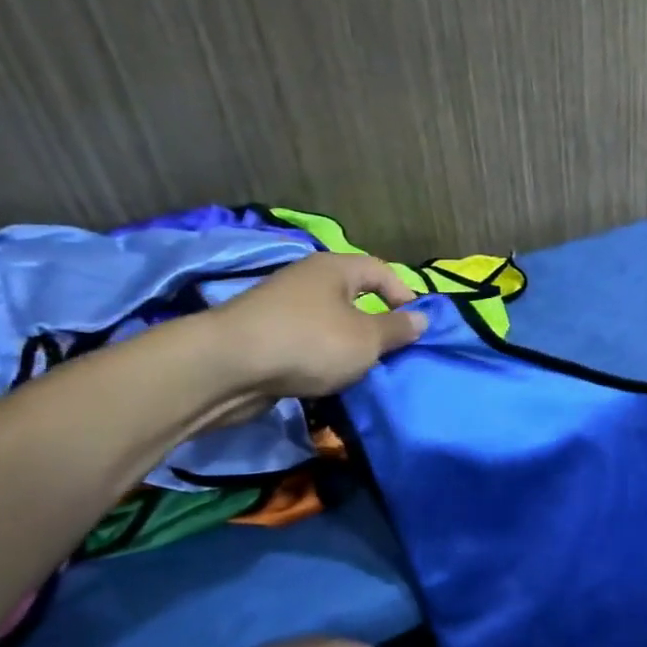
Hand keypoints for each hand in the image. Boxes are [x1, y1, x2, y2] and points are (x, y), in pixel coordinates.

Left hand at [209, 252, 425, 401]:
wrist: (225, 368)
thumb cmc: (309, 342)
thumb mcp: (367, 339)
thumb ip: (398, 329)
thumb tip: (421, 319)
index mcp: (335, 268)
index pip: (381, 270)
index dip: (404, 295)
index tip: (415, 326)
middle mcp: (307, 280)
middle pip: (354, 296)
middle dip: (375, 324)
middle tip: (390, 351)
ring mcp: (281, 307)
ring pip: (329, 322)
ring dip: (346, 344)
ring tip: (360, 369)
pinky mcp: (262, 336)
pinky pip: (305, 342)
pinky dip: (319, 357)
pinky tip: (325, 378)